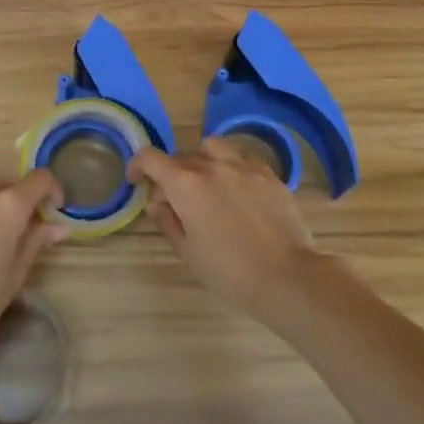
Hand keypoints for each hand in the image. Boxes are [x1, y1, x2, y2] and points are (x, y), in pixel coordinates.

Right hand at [128, 138, 333, 323]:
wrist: (287, 276)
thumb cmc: (229, 271)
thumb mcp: (188, 252)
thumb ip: (167, 221)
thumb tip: (158, 203)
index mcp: (186, 184)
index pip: (151, 158)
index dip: (138, 165)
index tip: (136, 181)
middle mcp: (212, 165)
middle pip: (181, 156)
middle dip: (170, 174)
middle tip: (174, 201)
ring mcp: (243, 165)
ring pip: (213, 148)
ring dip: (202, 161)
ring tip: (207, 184)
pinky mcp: (268, 173)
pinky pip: (241, 158)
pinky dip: (231, 166)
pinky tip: (237, 189)